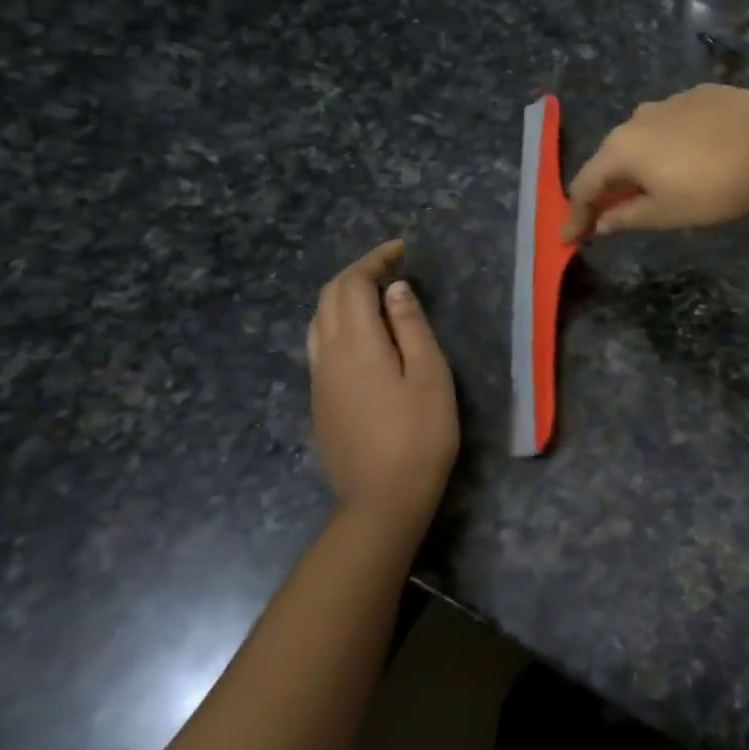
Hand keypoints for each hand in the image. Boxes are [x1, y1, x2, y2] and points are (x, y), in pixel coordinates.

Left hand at [305, 240, 458, 533]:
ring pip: (318, 321)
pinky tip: (364, 335)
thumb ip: (411, 327)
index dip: (375, 261)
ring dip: (343, 297)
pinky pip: (320, 345)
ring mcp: (318, 381)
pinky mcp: (319, 402)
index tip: (401, 250)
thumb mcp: (430, 375)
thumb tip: (395, 290)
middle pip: (328, 298)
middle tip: (392, 266)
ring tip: (376, 295)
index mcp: (356, 344)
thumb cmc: (419, 435)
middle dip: (357, 274)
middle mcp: (327, 355)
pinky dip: (338, 322)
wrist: (382, 499)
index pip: (353, 285)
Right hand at [561, 84, 748, 240]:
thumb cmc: (714, 188)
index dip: (576, 215)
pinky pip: (676, 122)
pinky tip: (694, 156)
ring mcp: (672, 100)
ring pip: (646, 135)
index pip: (585, 184)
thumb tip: (600, 223)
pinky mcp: (704, 93)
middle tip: (611, 212)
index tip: (569, 237)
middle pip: (613, 156)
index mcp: (622, 147)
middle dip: (608, 186)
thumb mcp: (666, 214)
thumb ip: (627, 217)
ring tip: (656, 183)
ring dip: (642, 162)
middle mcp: (639, 117)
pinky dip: (673, 143)